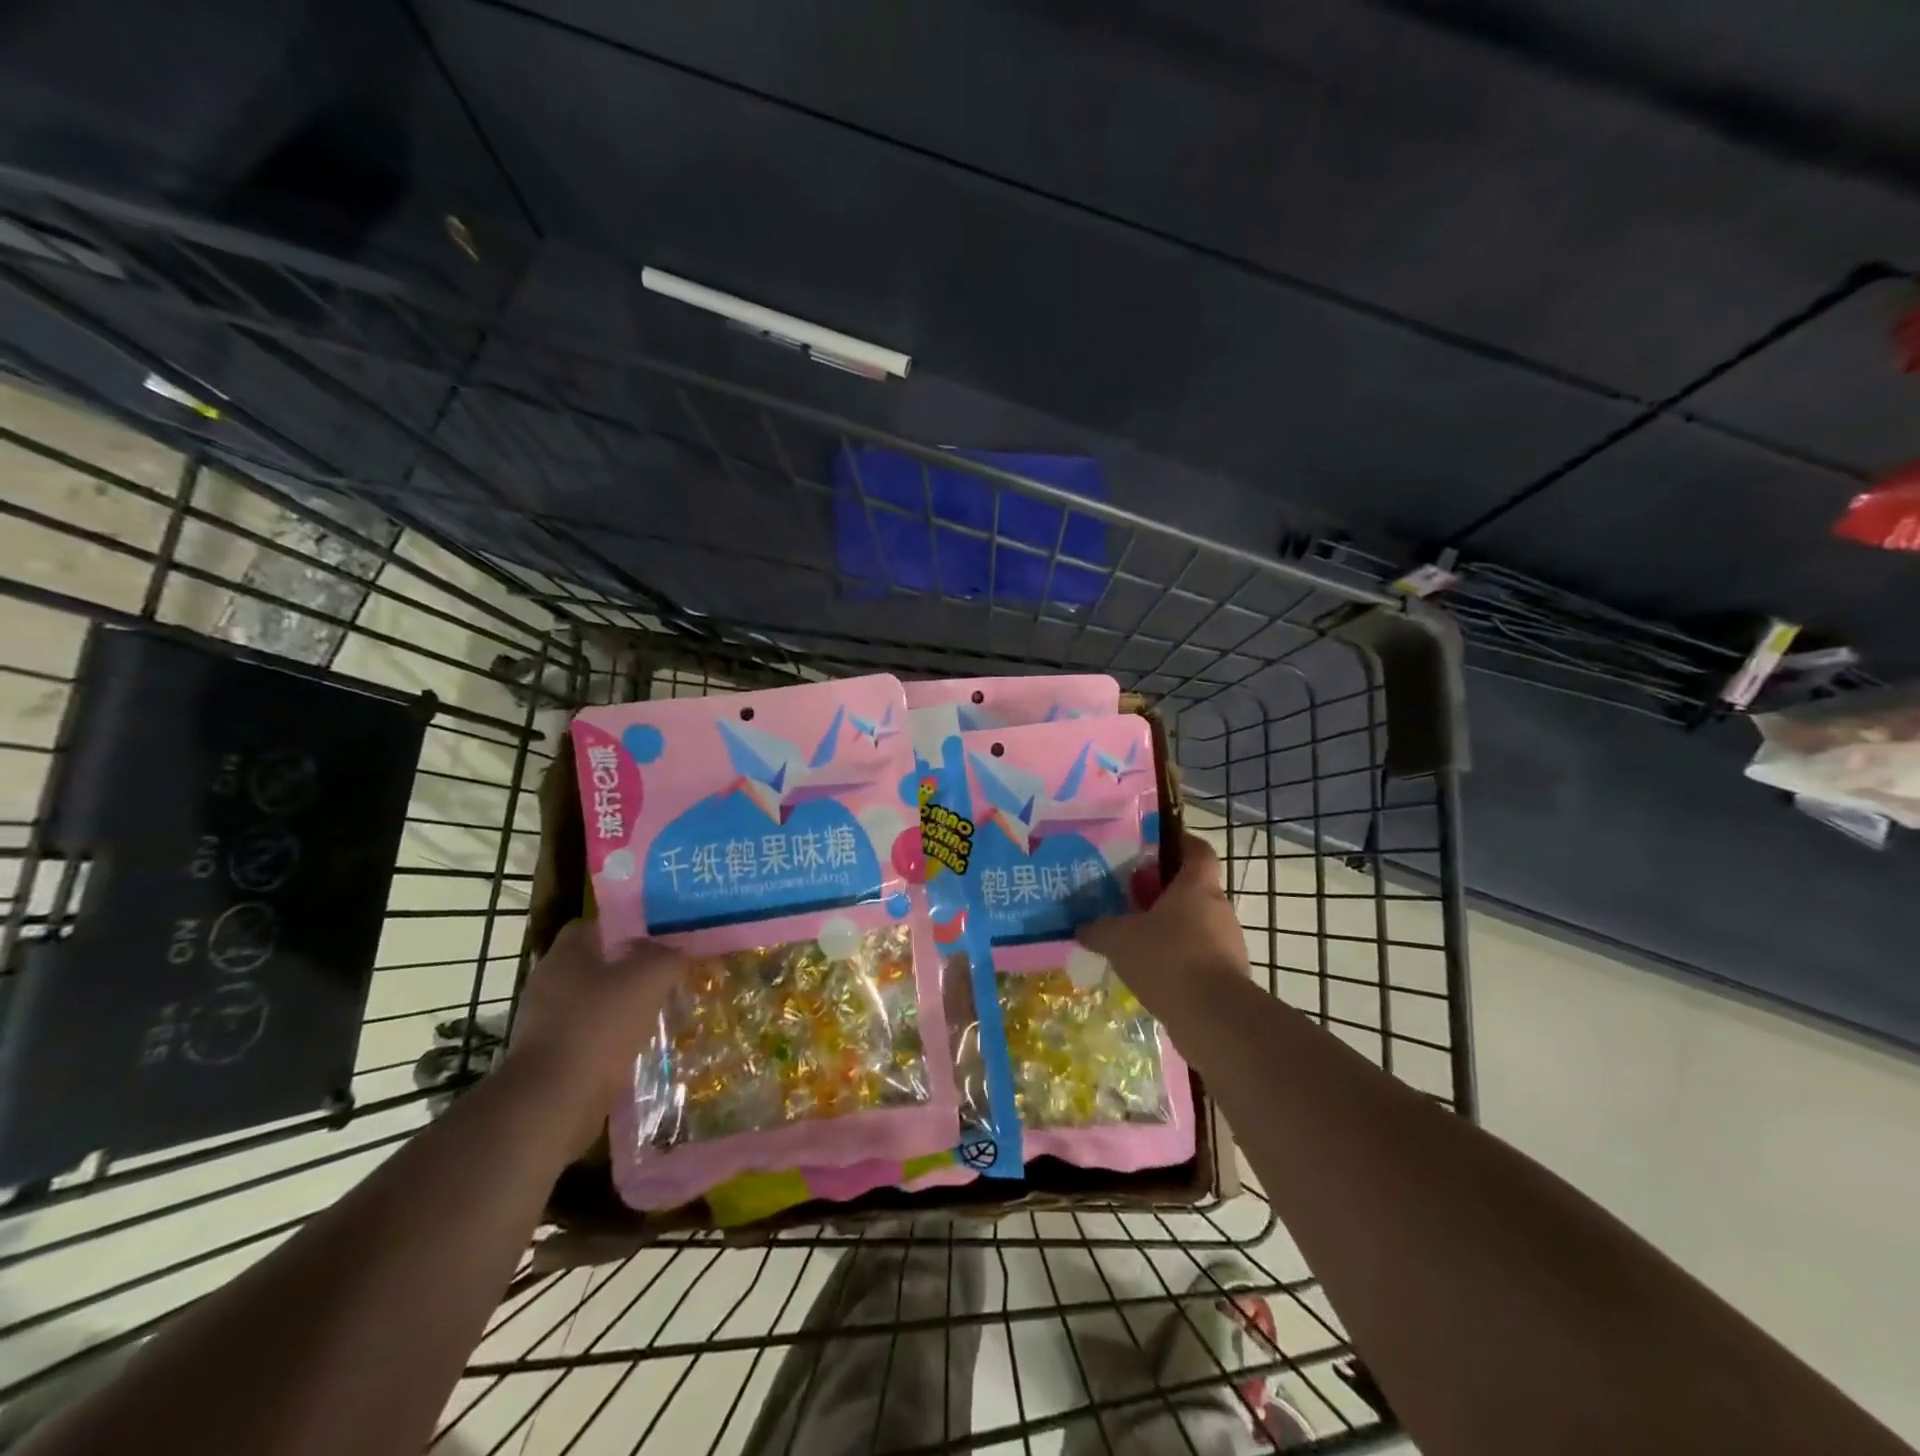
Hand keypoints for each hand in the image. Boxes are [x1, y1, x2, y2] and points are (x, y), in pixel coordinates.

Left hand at [506, 920, 684, 1144]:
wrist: (554, 1102)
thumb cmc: (599, 1025)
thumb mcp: (649, 978)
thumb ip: (669, 957)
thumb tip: (680, 951)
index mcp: (566, 954)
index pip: (598, 924)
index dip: (630, 925)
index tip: (661, 936)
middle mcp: (551, 981)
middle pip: (600, 963)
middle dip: (634, 967)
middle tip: (669, 971)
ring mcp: (547, 1021)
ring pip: (598, 1000)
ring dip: (627, 1004)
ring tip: (662, 1008)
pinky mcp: (552, 1055)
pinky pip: (592, 1033)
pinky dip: (615, 1036)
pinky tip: (642, 1042)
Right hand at [1077, 833, 1249, 1001]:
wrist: (1213, 1017)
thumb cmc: (1167, 957)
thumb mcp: (1119, 938)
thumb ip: (1099, 929)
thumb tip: (1082, 928)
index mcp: (1196, 886)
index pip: (1197, 850)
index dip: (1180, 843)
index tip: (1155, 848)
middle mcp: (1218, 908)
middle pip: (1192, 889)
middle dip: (1162, 894)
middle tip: (1130, 901)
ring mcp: (1228, 944)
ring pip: (1195, 926)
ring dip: (1170, 930)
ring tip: (1137, 942)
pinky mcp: (1228, 977)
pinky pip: (1199, 958)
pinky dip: (1178, 961)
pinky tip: (1152, 975)